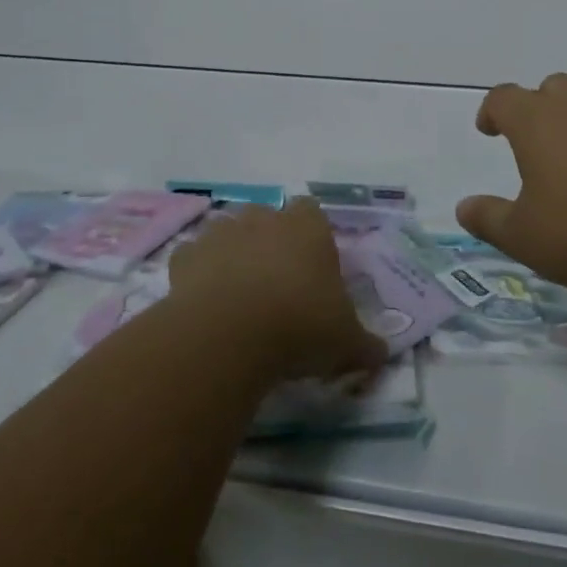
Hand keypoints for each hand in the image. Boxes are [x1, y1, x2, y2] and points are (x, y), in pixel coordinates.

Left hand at [167, 199, 387, 381]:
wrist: (230, 334)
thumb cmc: (300, 325)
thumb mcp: (346, 342)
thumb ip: (366, 344)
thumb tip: (380, 354)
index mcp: (307, 227)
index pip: (311, 211)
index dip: (311, 235)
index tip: (312, 266)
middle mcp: (264, 219)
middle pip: (267, 217)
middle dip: (269, 240)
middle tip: (276, 282)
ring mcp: (221, 233)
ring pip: (228, 231)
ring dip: (232, 253)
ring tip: (238, 293)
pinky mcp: (186, 257)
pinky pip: (193, 258)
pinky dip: (198, 274)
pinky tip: (205, 303)